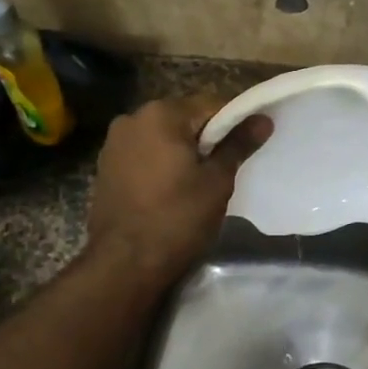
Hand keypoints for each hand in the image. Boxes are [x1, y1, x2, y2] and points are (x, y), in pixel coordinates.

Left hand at [86, 95, 269, 283]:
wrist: (123, 264)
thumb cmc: (177, 218)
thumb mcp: (217, 181)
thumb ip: (238, 145)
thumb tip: (262, 119)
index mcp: (161, 114)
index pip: (211, 104)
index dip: (235, 122)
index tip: (248, 145)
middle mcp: (132, 118)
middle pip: (184, 118)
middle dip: (206, 138)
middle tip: (226, 168)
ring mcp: (114, 143)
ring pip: (162, 137)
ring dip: (182, 151)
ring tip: (199, 182)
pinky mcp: (105, 167)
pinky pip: (143, 154)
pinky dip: (160, 164)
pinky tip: (171, 190)